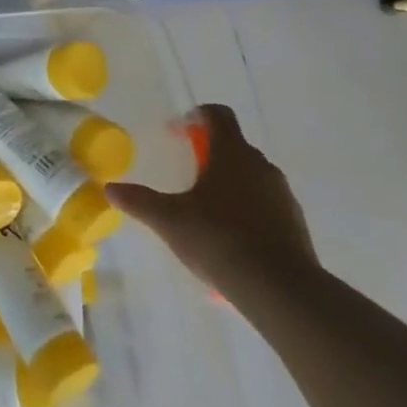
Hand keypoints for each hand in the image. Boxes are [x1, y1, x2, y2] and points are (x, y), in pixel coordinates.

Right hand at [106, 104, 318, 304]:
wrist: (280, 290)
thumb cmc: (219, 239)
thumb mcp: (169, 220)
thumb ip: (140, 201)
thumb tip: (110, 189)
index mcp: (231, 153)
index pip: (218, 115)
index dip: (198, 116)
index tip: (179, 131)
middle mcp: (260, 166)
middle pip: (235, 145)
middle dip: (212, 153)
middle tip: (189, 171)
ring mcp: (282, 195)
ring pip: (253, 176)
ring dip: (232, 182)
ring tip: (209, 209)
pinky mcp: (296, 225)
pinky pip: (267, 205)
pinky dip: (249, 210)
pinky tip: (232, 238)